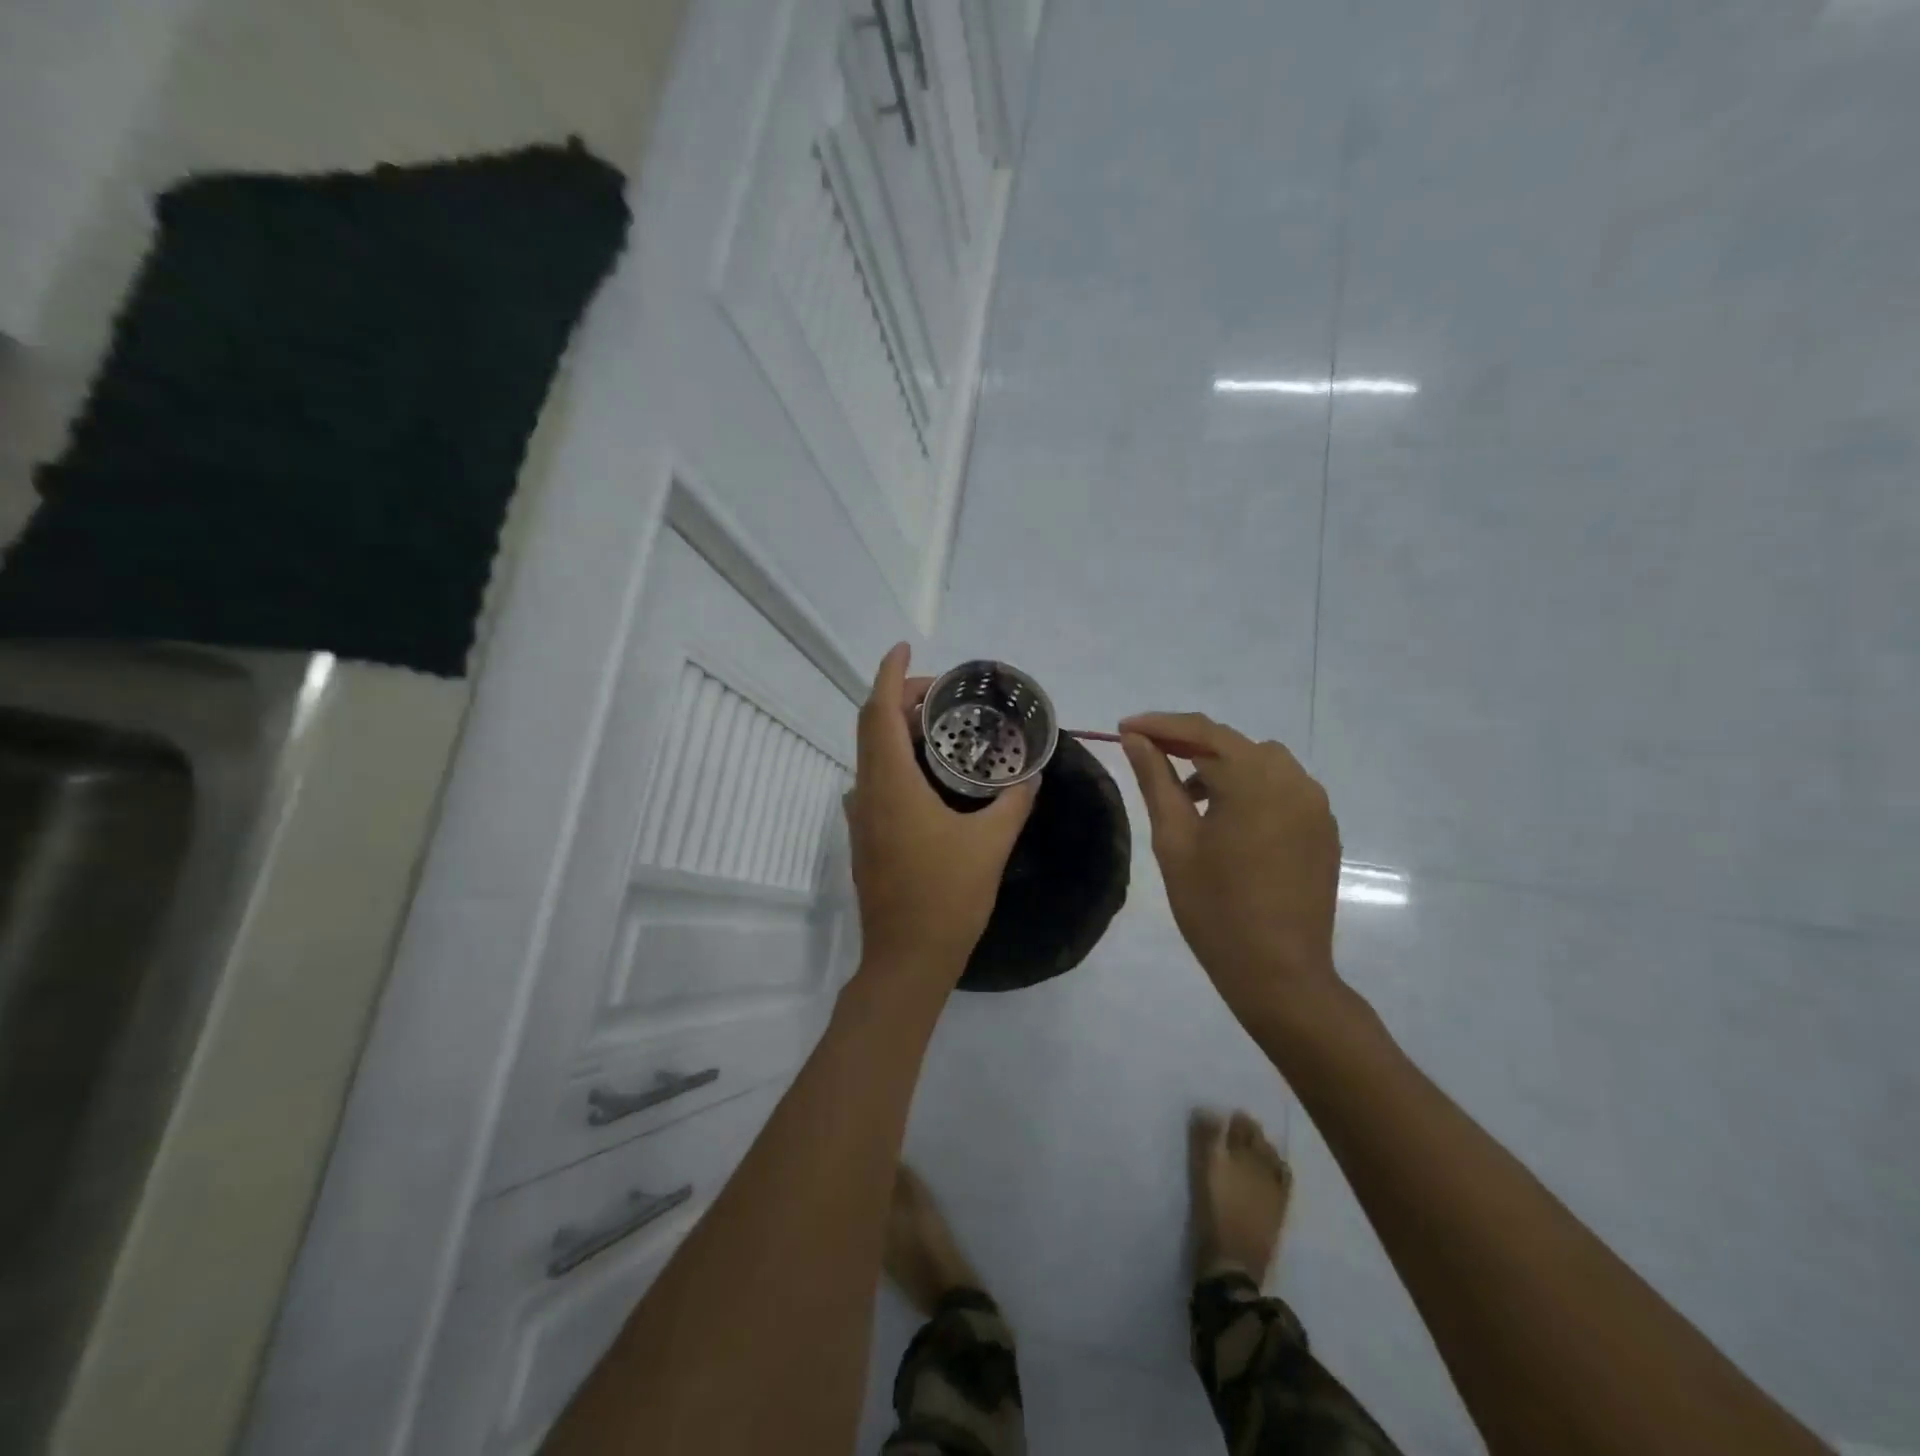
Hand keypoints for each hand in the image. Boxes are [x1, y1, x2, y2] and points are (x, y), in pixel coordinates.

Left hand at [845, 645, 1037, 985]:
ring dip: (895, 730)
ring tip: (938, 726)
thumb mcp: (991, 845)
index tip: (903, 649)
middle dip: (898, 697)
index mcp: (892, 786)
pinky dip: (895, 760)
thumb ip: (1013, 803)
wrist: (906, 960)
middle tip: (940, 692)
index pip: (879, 712)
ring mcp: (860, 817)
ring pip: (870, 754)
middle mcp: (867, 793)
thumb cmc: (948, 899)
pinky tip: (928, 776)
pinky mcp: (864, 838)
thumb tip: (1032, 775)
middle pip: (870, 726)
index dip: (889, 674)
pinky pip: (874, 781)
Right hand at [1120, 712, 1342, 1026]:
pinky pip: (1283, 788)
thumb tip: (1136, 739)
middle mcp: (1293, 781)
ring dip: (1222, 766)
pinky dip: (1250, 787)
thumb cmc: (1214, 908)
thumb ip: (1156, 780)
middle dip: (1189, 743)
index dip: (1160, 724)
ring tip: (1189, 798)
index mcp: (1255, 781)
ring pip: (1261, 762)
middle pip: (1234, 743)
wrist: (1279, 974)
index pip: (1203, 731)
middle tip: (1149, 756)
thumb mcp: (1174, 840)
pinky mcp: (1323, 829)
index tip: (1124, 728)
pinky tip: (1228, 819)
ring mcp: (1315, 805)